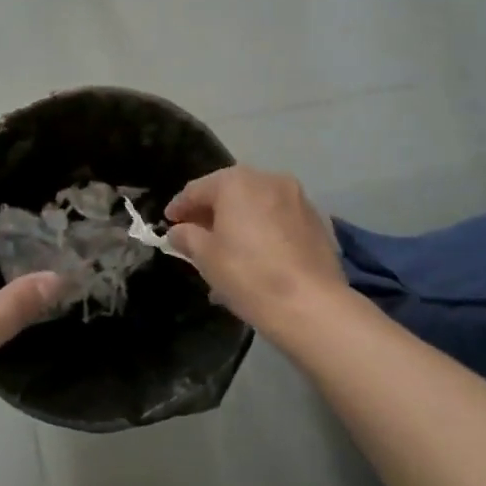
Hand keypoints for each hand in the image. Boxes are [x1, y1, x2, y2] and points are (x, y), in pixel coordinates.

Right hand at [165, 166, 348, 337]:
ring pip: (257, 207)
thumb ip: (187, 237)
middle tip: (195, 236)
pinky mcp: (317, 222)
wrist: (311, 305)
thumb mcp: (205, 257)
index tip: (168, 223)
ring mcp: (298, 199)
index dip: (179, 207)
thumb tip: (178, 231)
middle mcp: (269, 180)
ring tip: (226, 252)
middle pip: (230, 193)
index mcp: (237, 182)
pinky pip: (279, 221)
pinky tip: (256, 258)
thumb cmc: (248, 275)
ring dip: (238, 223)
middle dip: (211, 213)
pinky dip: (263, 233)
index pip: (197, 189)